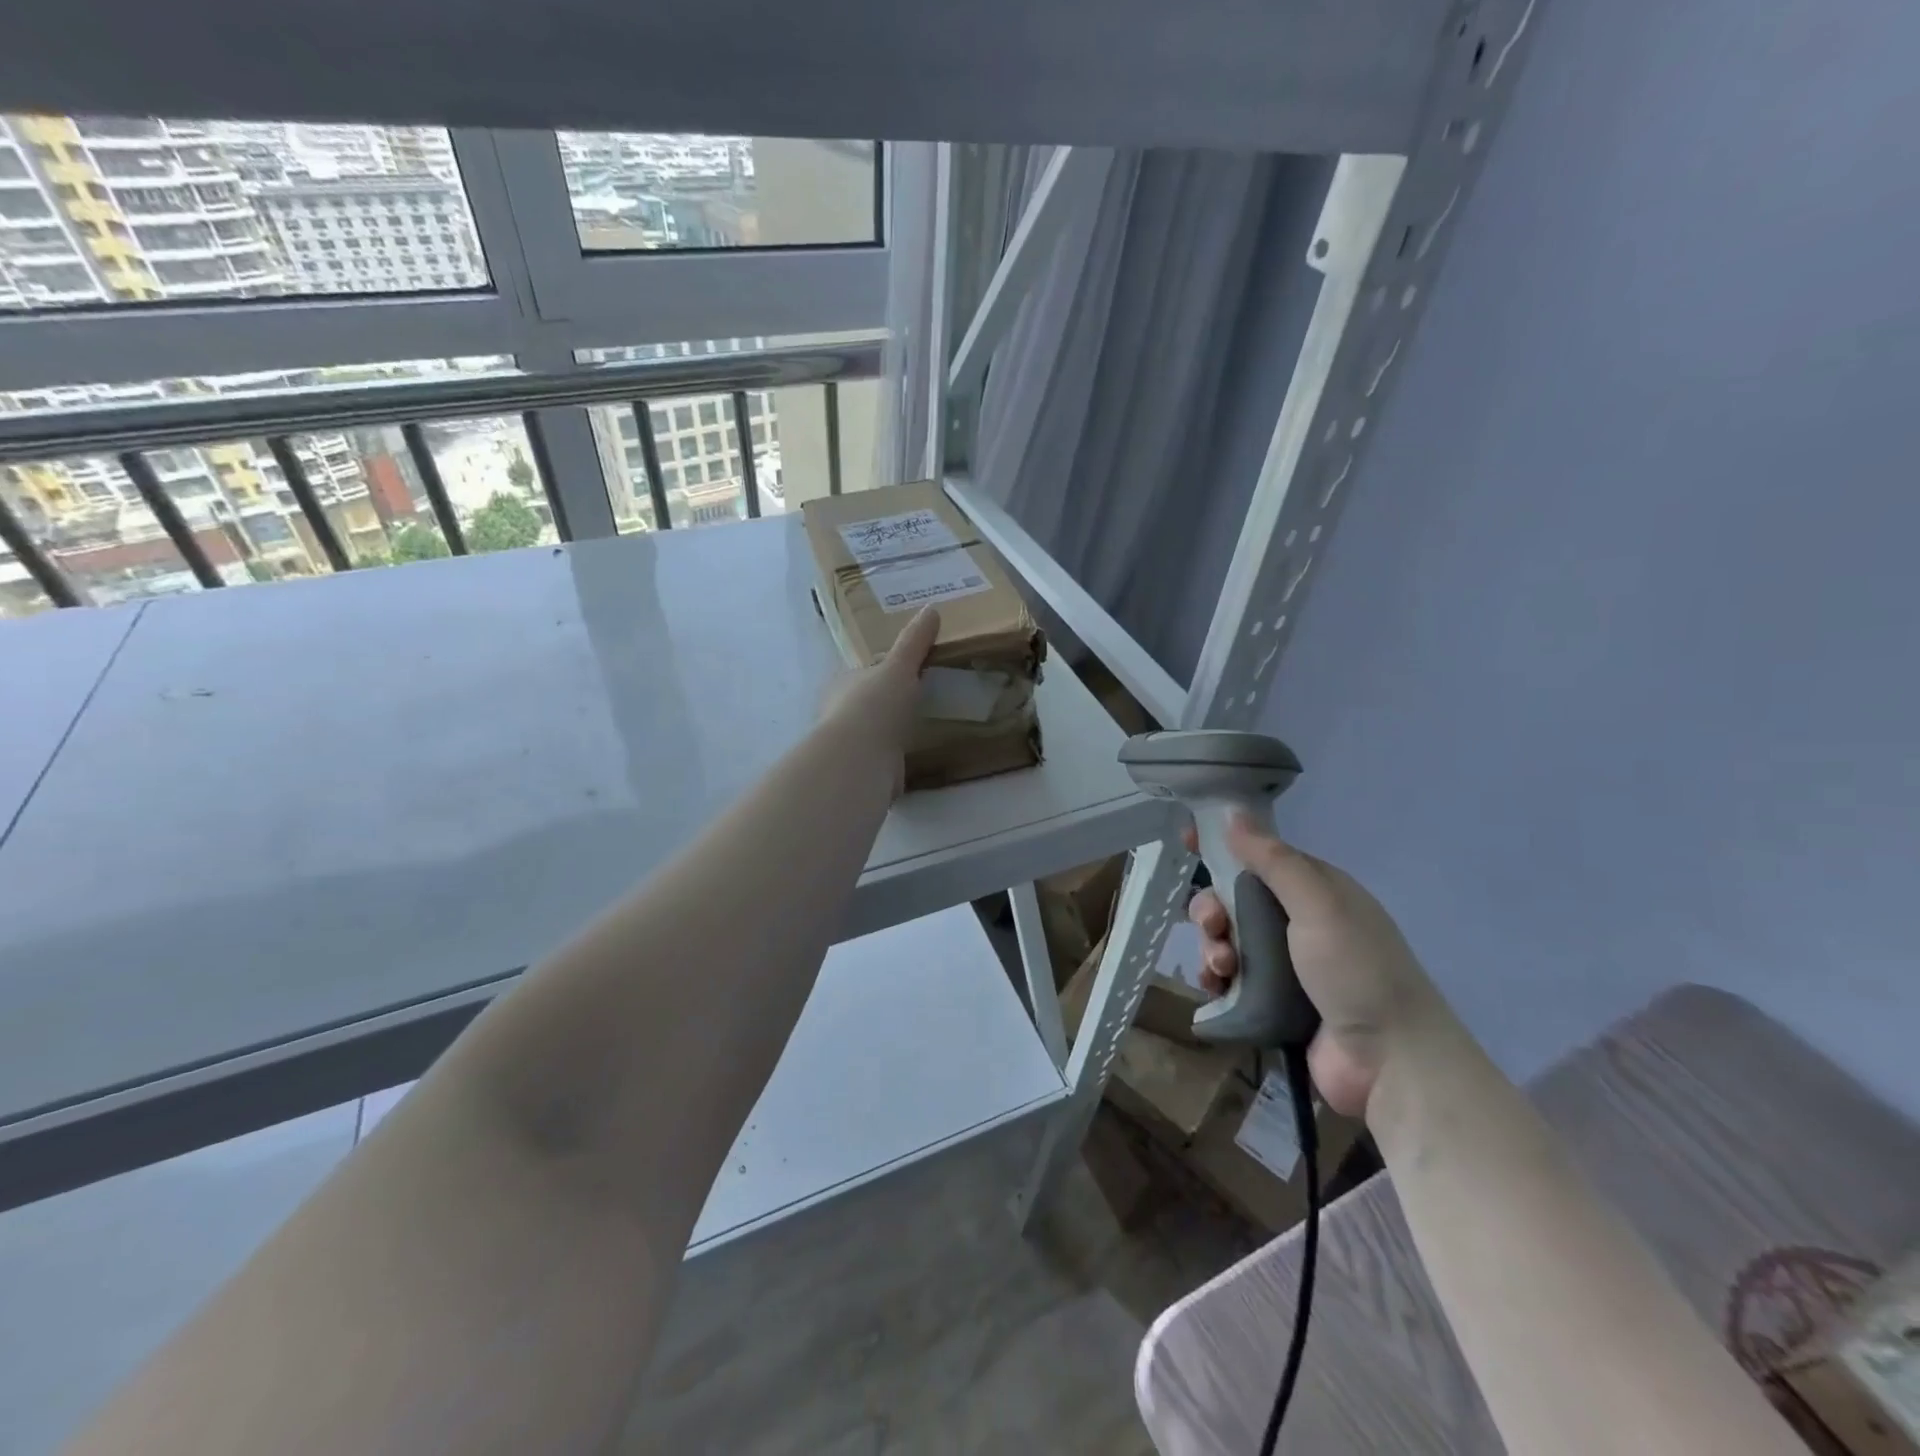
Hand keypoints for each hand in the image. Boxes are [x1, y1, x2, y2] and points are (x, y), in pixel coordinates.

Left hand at [818, 607, 940, 790]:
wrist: (861, 760)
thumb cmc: (875, 706)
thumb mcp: (899, 667)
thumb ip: (914, 642)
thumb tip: (932, 608)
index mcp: (842, 684)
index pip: (861, 673)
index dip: (881, 672)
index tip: (905, 672)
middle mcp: (839, 713)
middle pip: (866, 704)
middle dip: (885, 704)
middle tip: (917, 700)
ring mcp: (850, 745)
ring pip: (873, 734)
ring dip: (889, 733)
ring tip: (919, 729)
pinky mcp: (863, 771)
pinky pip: (883, 760)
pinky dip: (895, 759)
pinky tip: (913, 758)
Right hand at [1185, 815, 1446, 1117]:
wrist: (1390, 1061)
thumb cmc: (1356, 969)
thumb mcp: (1318, 903)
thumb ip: (1273, 860)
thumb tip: (1233, 814)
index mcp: (1315, 891)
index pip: (1261, 856)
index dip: (1224, 847)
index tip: (1188, 841)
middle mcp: (1299, 922)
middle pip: (1235, 900)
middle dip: (1213, 908)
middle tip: (1214, 925)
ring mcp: (1285, 965)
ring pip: (1228, 939)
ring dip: (1212, 946)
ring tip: (1221, 967)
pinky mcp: (1272, 1002)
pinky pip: (1230, 979)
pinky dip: (1216, 978)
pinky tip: (1216, 986)